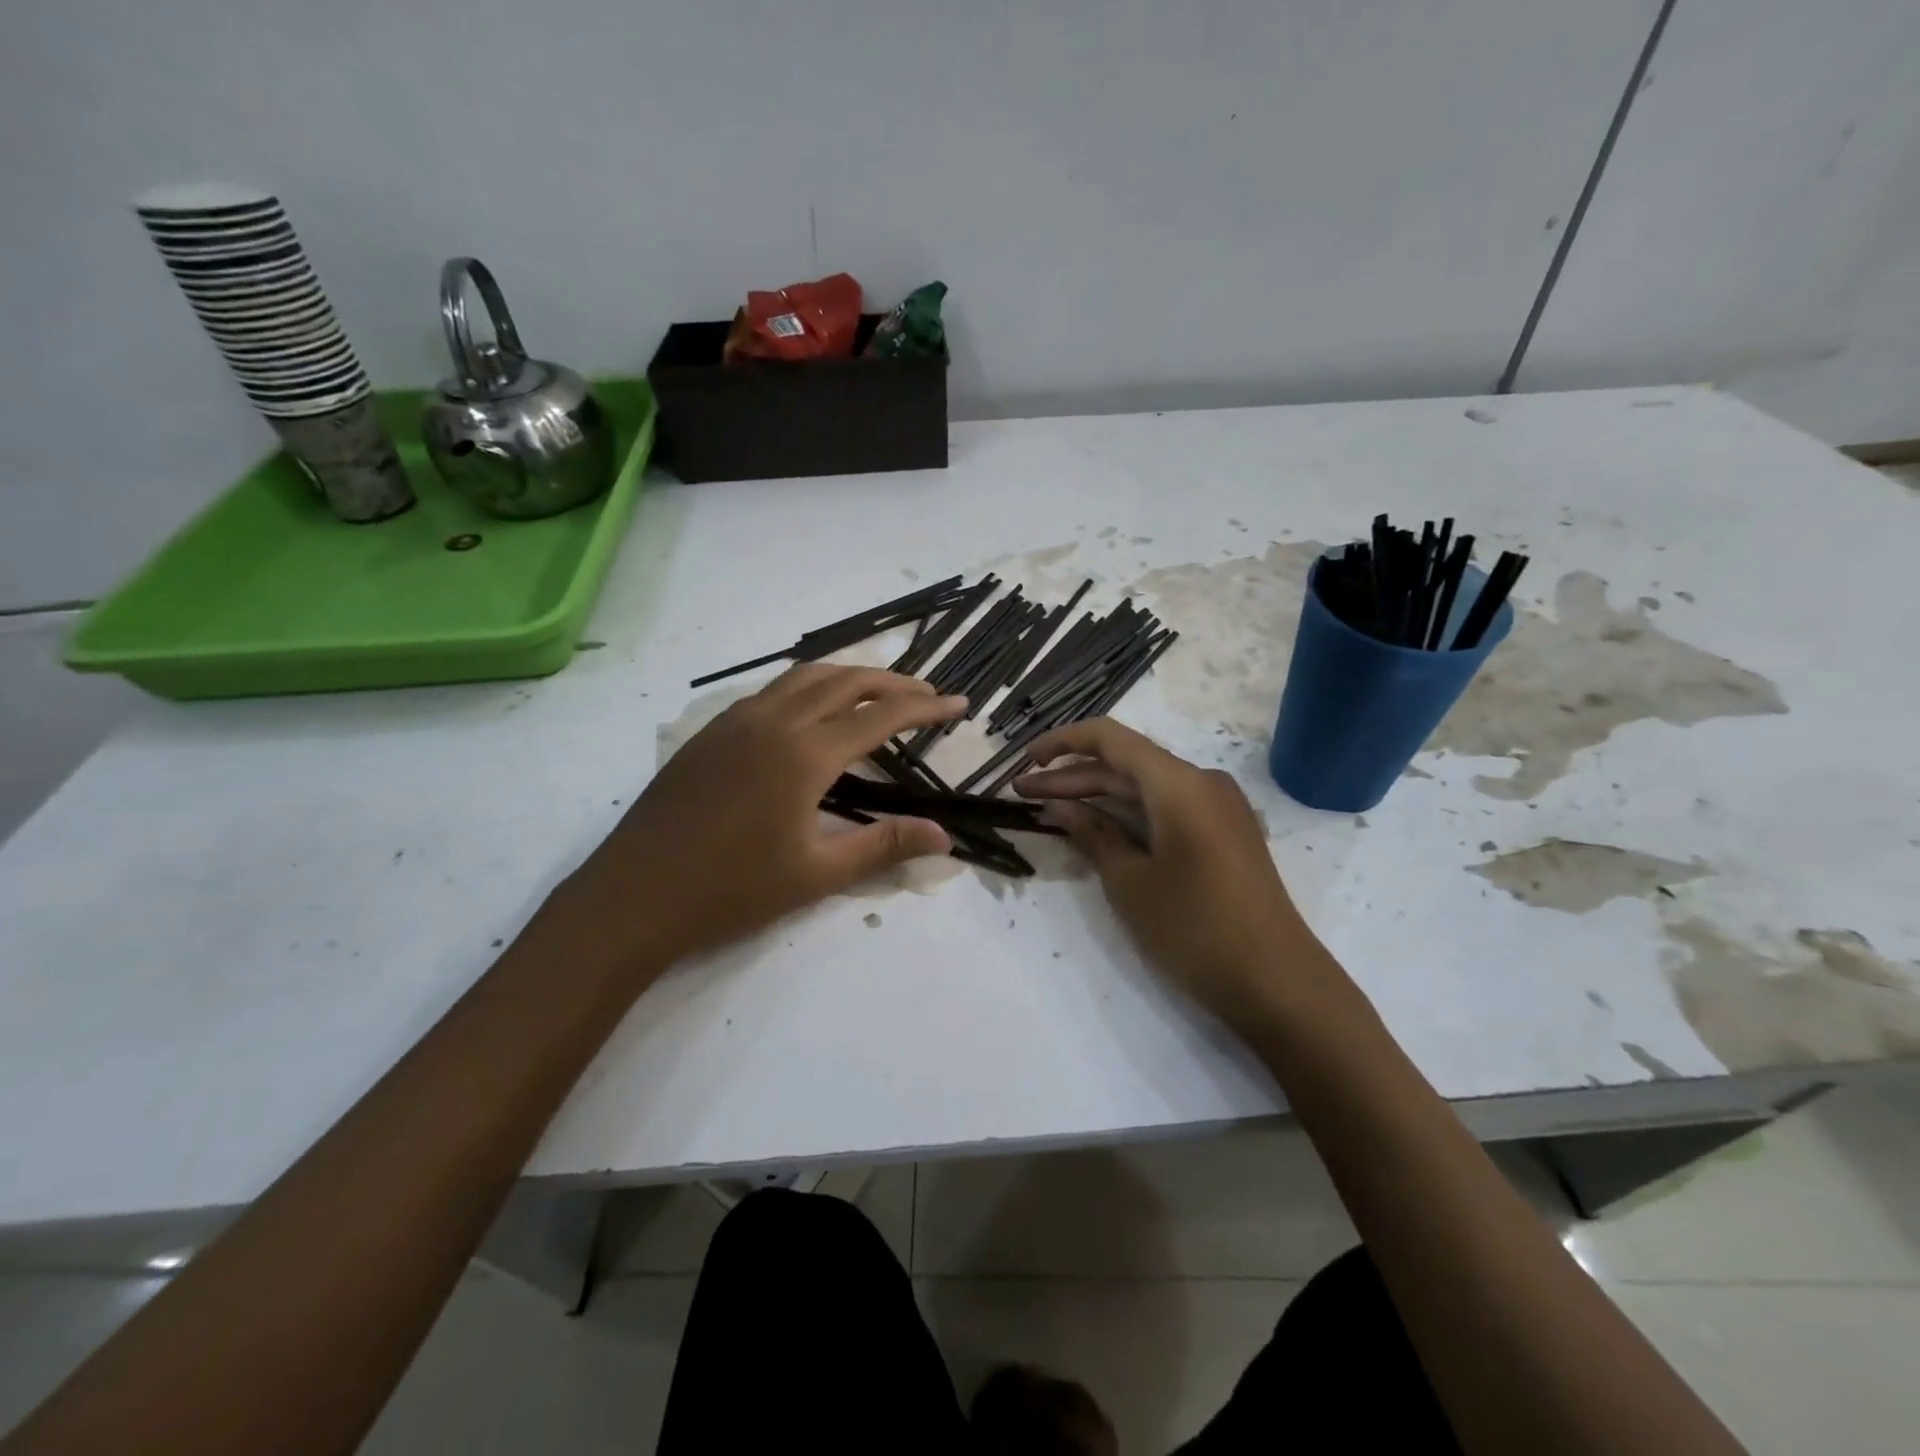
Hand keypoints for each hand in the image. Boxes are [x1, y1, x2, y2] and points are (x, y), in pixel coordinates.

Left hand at [552, 665, 965, 967]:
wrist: (635, 894)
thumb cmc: (732, 890)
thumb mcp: (817, 873)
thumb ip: (884, 846)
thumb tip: (944, 835)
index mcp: (805, 753)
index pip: (880, 715)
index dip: (925, 707)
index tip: (957, 704)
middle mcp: (774, 721)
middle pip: (845, 681)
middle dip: (891, 682)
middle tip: (925, 694)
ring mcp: (737, 721)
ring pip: (804, 677)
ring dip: (848, 677)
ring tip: (877, 692)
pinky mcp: (712, 732)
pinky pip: (771, 691)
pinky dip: (808, 687)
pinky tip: (811, 713)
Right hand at [1015, 719, 1340, 1026]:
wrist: (1277, 983)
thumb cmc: (1195, 928)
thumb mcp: (1130, 882)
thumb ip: (1092, 834)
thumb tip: (1058, 806)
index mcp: (1179, 783)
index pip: (1110, 738)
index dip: (1063, 743)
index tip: (1026, 761)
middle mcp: (1202, 782)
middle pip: (1125, 765)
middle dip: (1072, 777)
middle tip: (1023, 794)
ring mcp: (1218, 808)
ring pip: (1145, 788)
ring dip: (1098, 797)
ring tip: (1048, 811)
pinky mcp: (1223, 834)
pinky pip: (1166, 809)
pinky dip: (1128, 815)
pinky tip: (1097, 830)